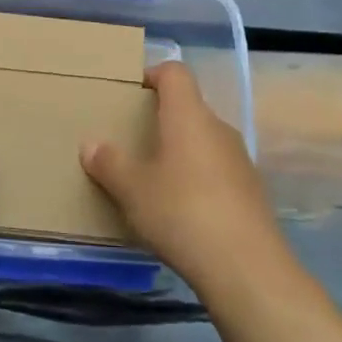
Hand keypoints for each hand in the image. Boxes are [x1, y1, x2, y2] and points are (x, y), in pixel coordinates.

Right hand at [81, 61, 282, 288]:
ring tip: (153, 178)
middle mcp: (218, 128)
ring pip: (203, 140)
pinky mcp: (251, 191)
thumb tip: (91, 144)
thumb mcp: (132, 190)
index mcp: (188, 116)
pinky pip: (217, 170)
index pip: (175, 73)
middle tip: (133, 139)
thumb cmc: (181, 212)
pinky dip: (197, 178)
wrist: (247, 269)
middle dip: (161, 118)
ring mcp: (240, 160)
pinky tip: (181, 210)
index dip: (152, 74)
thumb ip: (109, 163)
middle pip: (189, 107)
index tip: (132, 93)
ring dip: (180, 150)